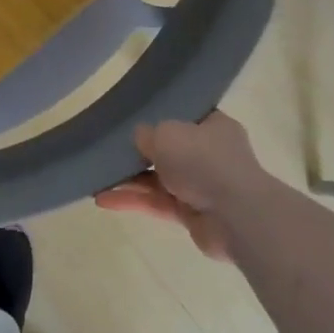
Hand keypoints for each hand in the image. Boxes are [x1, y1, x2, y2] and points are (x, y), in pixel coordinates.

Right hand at [94, 111, 264, 260]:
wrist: (236, 216)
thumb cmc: (203, 160)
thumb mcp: (166, 133)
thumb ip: (147, 133)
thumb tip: (140, 138)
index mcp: (213, 126)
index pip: (185, 116)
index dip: (161, 116)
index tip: (134, 117)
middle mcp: (210, 154)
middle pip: (169, 150)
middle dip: (139, 152)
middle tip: (109, 149)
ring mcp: (201, 186)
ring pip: (159, 179)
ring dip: (130, 179)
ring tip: (97, 176)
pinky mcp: (191, 215)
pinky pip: (156, 203)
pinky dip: (132, 201)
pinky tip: (103, 199)